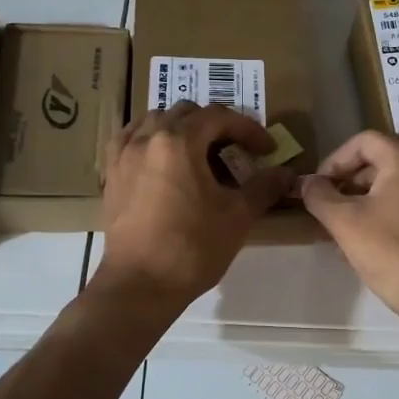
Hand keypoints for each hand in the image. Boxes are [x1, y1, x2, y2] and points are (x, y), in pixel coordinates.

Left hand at [94, 102, 292, 310]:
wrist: (139, 285)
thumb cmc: (192, 248)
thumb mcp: (237, 217)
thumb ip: (264, 187)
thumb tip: (286, 173)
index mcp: (179, 141)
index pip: (219, 117)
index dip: (248, 129)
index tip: (267, 150)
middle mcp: (147, 137)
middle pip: (186, 113)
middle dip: (216, 126)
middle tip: (236, 151)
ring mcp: (124, 154)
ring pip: (155, 121)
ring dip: (182, 128)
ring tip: (200, 153)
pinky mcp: (112, 174)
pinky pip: (130, 139)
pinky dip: (151, 139)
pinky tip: (162, 159)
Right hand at [300, 131, 398, 335]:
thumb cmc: (396, 256)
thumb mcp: (346, 224)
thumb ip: (320, 196)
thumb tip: (307, 182)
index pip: (363, 141)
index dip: (335, 161)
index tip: (319, 189)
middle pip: (384, 160)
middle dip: (352, 183)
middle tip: (333, 211)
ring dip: (373, 201)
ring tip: (352, 233)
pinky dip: (398, 213)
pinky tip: (383, 245)